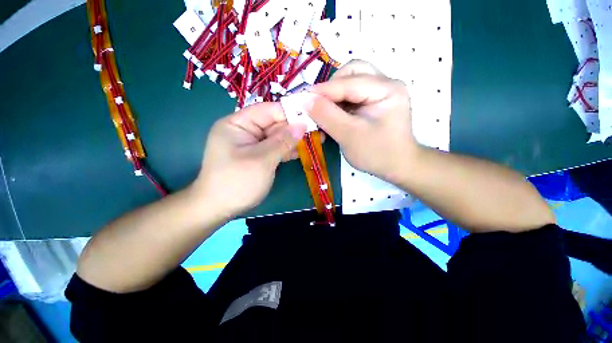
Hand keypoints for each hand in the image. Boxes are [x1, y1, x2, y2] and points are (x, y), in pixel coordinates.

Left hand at [192, 102, 305, 216]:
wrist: (219, 208)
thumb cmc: (237, 182)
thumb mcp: (261, 160)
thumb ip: (282, 141)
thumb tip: (302, 125)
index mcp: (237, 124)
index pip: (267, 111)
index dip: (289, 112)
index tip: (311, 114)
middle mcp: (245, 131)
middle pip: (273, 124)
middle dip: (295, 128)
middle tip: (318, 130)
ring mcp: (252, 144)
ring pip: (277, 137)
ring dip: (294, 140)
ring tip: (316, 140)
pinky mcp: (258, 156)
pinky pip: (275, 149)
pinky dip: (288, 150)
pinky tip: (303, 151)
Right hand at [306, 60, 419, 182]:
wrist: (397, 167)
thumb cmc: (377, 154)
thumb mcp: (349, 136)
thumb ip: (326, 116)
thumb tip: (304, 100)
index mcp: (387, 89)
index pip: (349, 82)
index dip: (322, 90)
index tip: (300, 99)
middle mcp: (385, 84)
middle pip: (352, 73)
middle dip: (331, 88)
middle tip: (317, 104)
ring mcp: (380, 92)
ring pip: (350, 82)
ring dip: (333, 96)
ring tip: (323, 112)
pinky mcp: (374, 102)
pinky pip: (352, 95)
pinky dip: (338, 104)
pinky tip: (332, 117)